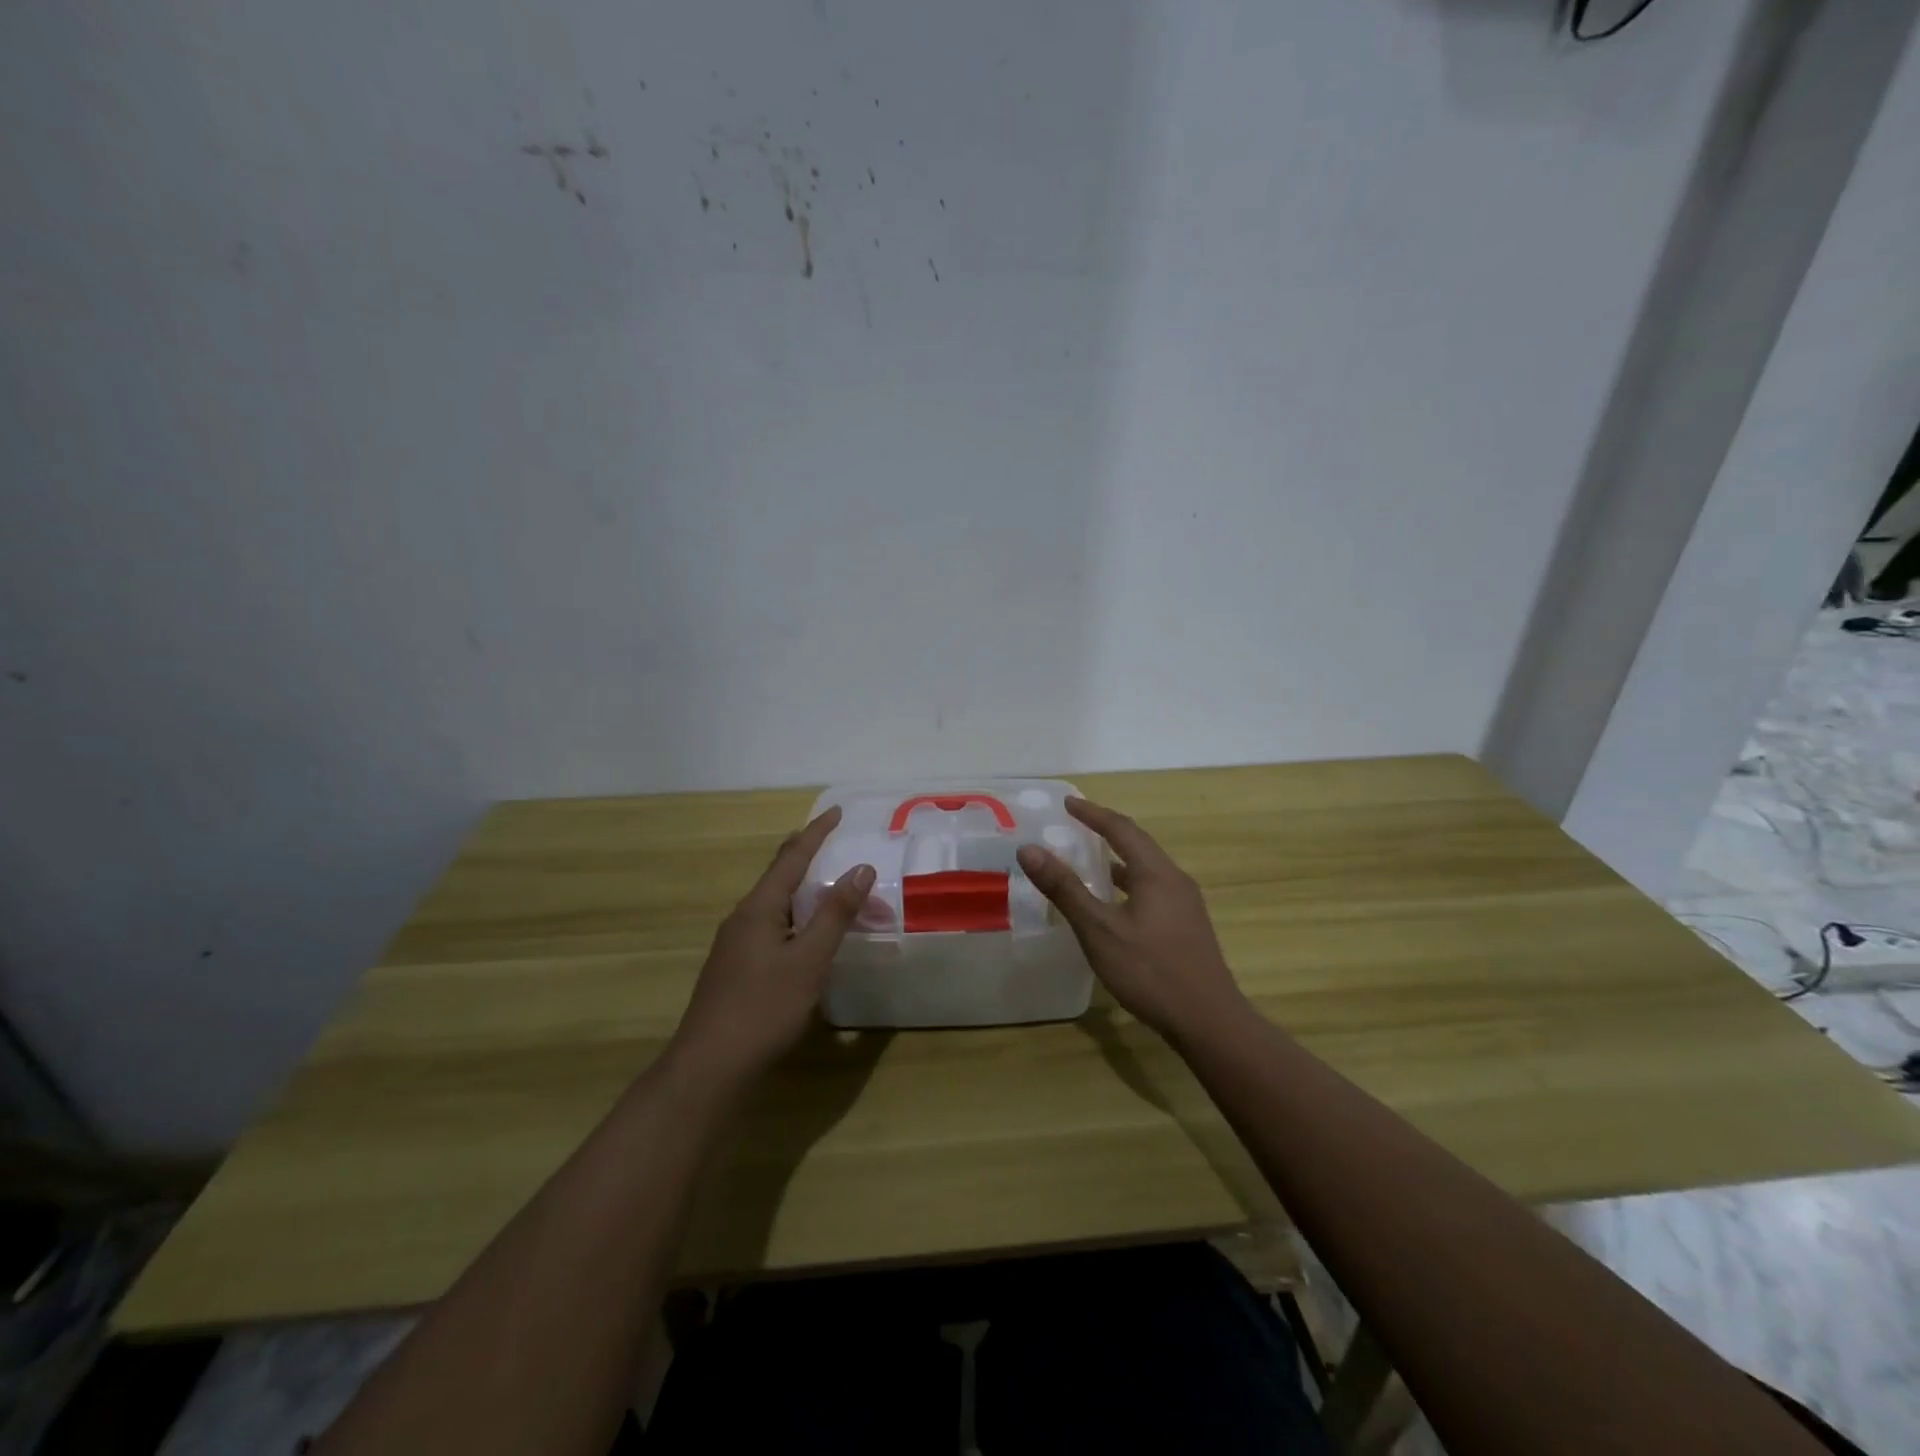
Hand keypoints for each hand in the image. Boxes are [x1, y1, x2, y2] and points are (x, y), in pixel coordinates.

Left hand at [667, 807, 874, 1089]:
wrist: (709, 1067)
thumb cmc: (763, 1008)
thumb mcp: (809, 960)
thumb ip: (835, 914)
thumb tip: (861, 868)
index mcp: (759, 908)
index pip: (792, 857)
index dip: (816, 833)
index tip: (836, 812)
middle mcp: (743, 918)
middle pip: (779, 876)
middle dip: (807, 856)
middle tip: (832, 841)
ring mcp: (736, 944)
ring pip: (776, 904)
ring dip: (806, 892)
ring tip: (830, 887)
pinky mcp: (737, 967)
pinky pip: (772, 926)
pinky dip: (797, 917)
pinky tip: (807, 935)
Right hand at [1017, 798, 1248, 1043]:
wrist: (1208, 1020)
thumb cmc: (1150, 970)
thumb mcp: (1099, 929)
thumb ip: (1065, 888)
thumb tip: (1029, 849)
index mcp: (1155, 873)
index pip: (1120, 828)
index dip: (1092, 813)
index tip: (1067, 803)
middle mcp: (1174, 880)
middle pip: (1138, 844)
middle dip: (1106, 831)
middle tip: (1076, 825)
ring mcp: (1185, 904)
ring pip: (1147, 869)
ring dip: (1118, 859)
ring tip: (1090, 861)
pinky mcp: (1187, 926)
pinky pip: (1153, 889)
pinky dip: (1128, 883)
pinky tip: (1114, 905)